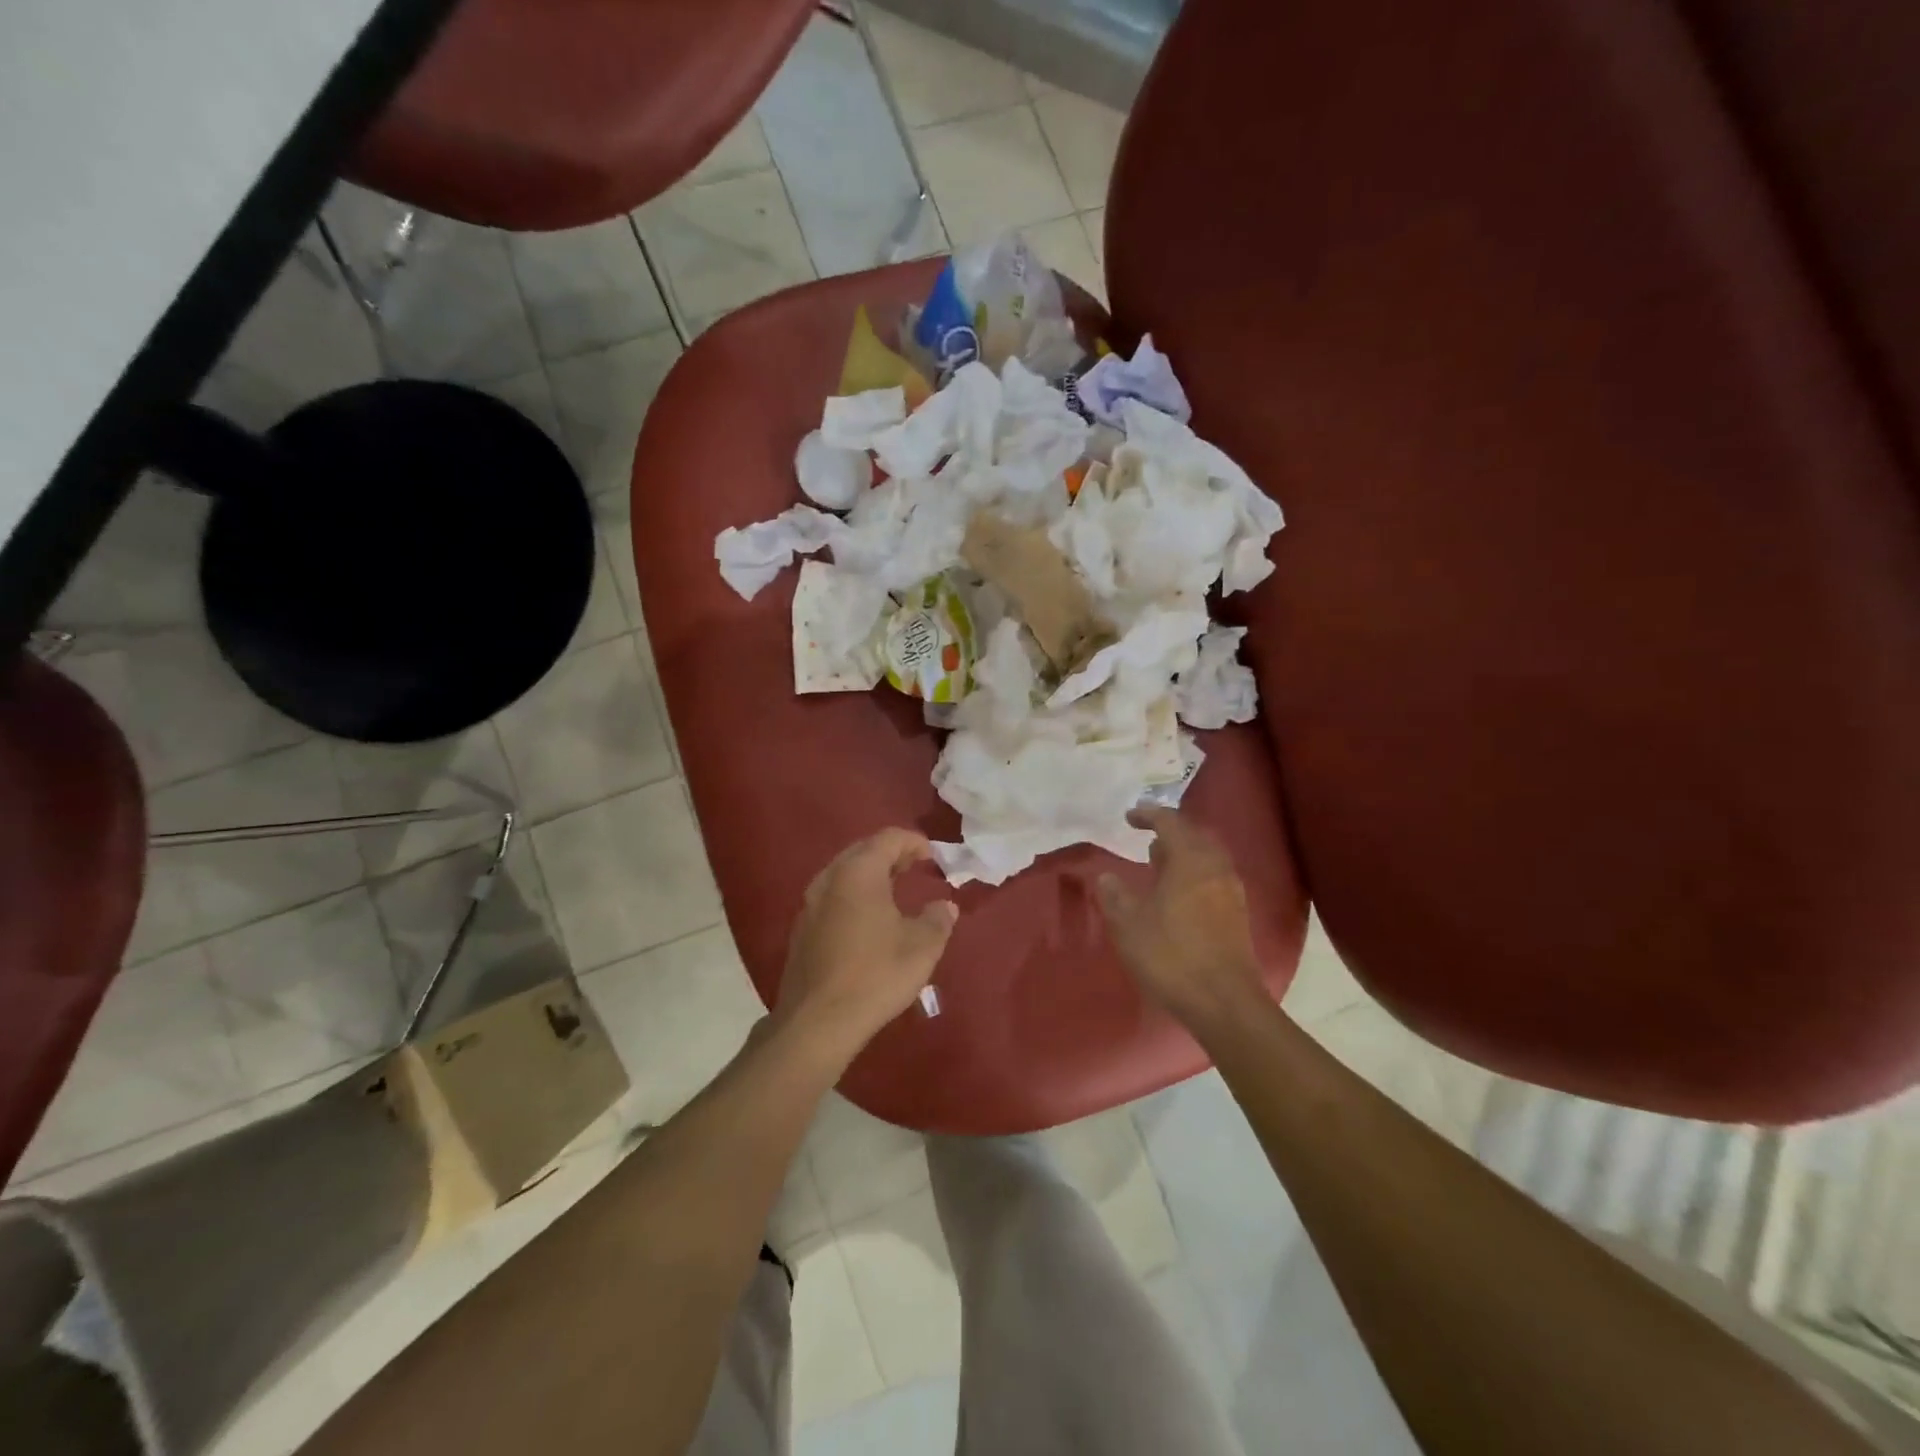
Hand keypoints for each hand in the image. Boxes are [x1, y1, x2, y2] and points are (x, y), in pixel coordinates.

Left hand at [775, 829, 958, 1054]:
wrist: (817, 1023)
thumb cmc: (875, 975)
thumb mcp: (921, 947)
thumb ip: (937, 919)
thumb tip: (945, 906)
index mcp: (858, 873)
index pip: (888, 839)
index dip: (914, 842)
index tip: (933, 855)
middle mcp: (829, 879)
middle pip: (862, 851)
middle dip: (891, 854)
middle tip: (915, 866)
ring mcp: (810, 904)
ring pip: (844, 874)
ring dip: (870, 874)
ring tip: (894, 889)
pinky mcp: (802, 930)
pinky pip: (832, 896)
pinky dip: (854, 895)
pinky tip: (868, 919)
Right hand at [1097, 807, 1266, 1031]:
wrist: (1224, 1002)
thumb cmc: (1171, 956)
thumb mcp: (1129, 925)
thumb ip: (1115, 895)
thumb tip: (1107, 876)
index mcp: (1190, 860)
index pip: (1170, 822)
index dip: (1148, 815)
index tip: (1128, 817)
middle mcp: (1215, 867)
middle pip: (1195, 835)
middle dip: (1170, 830)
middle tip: (1146, 836)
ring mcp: (1230, 891)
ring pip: (1207, 856)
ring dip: (1183, 852)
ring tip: (1157, 862)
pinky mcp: (1236, 914)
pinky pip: (1213, 877)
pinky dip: (1193, 872)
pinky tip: (1176, 893)